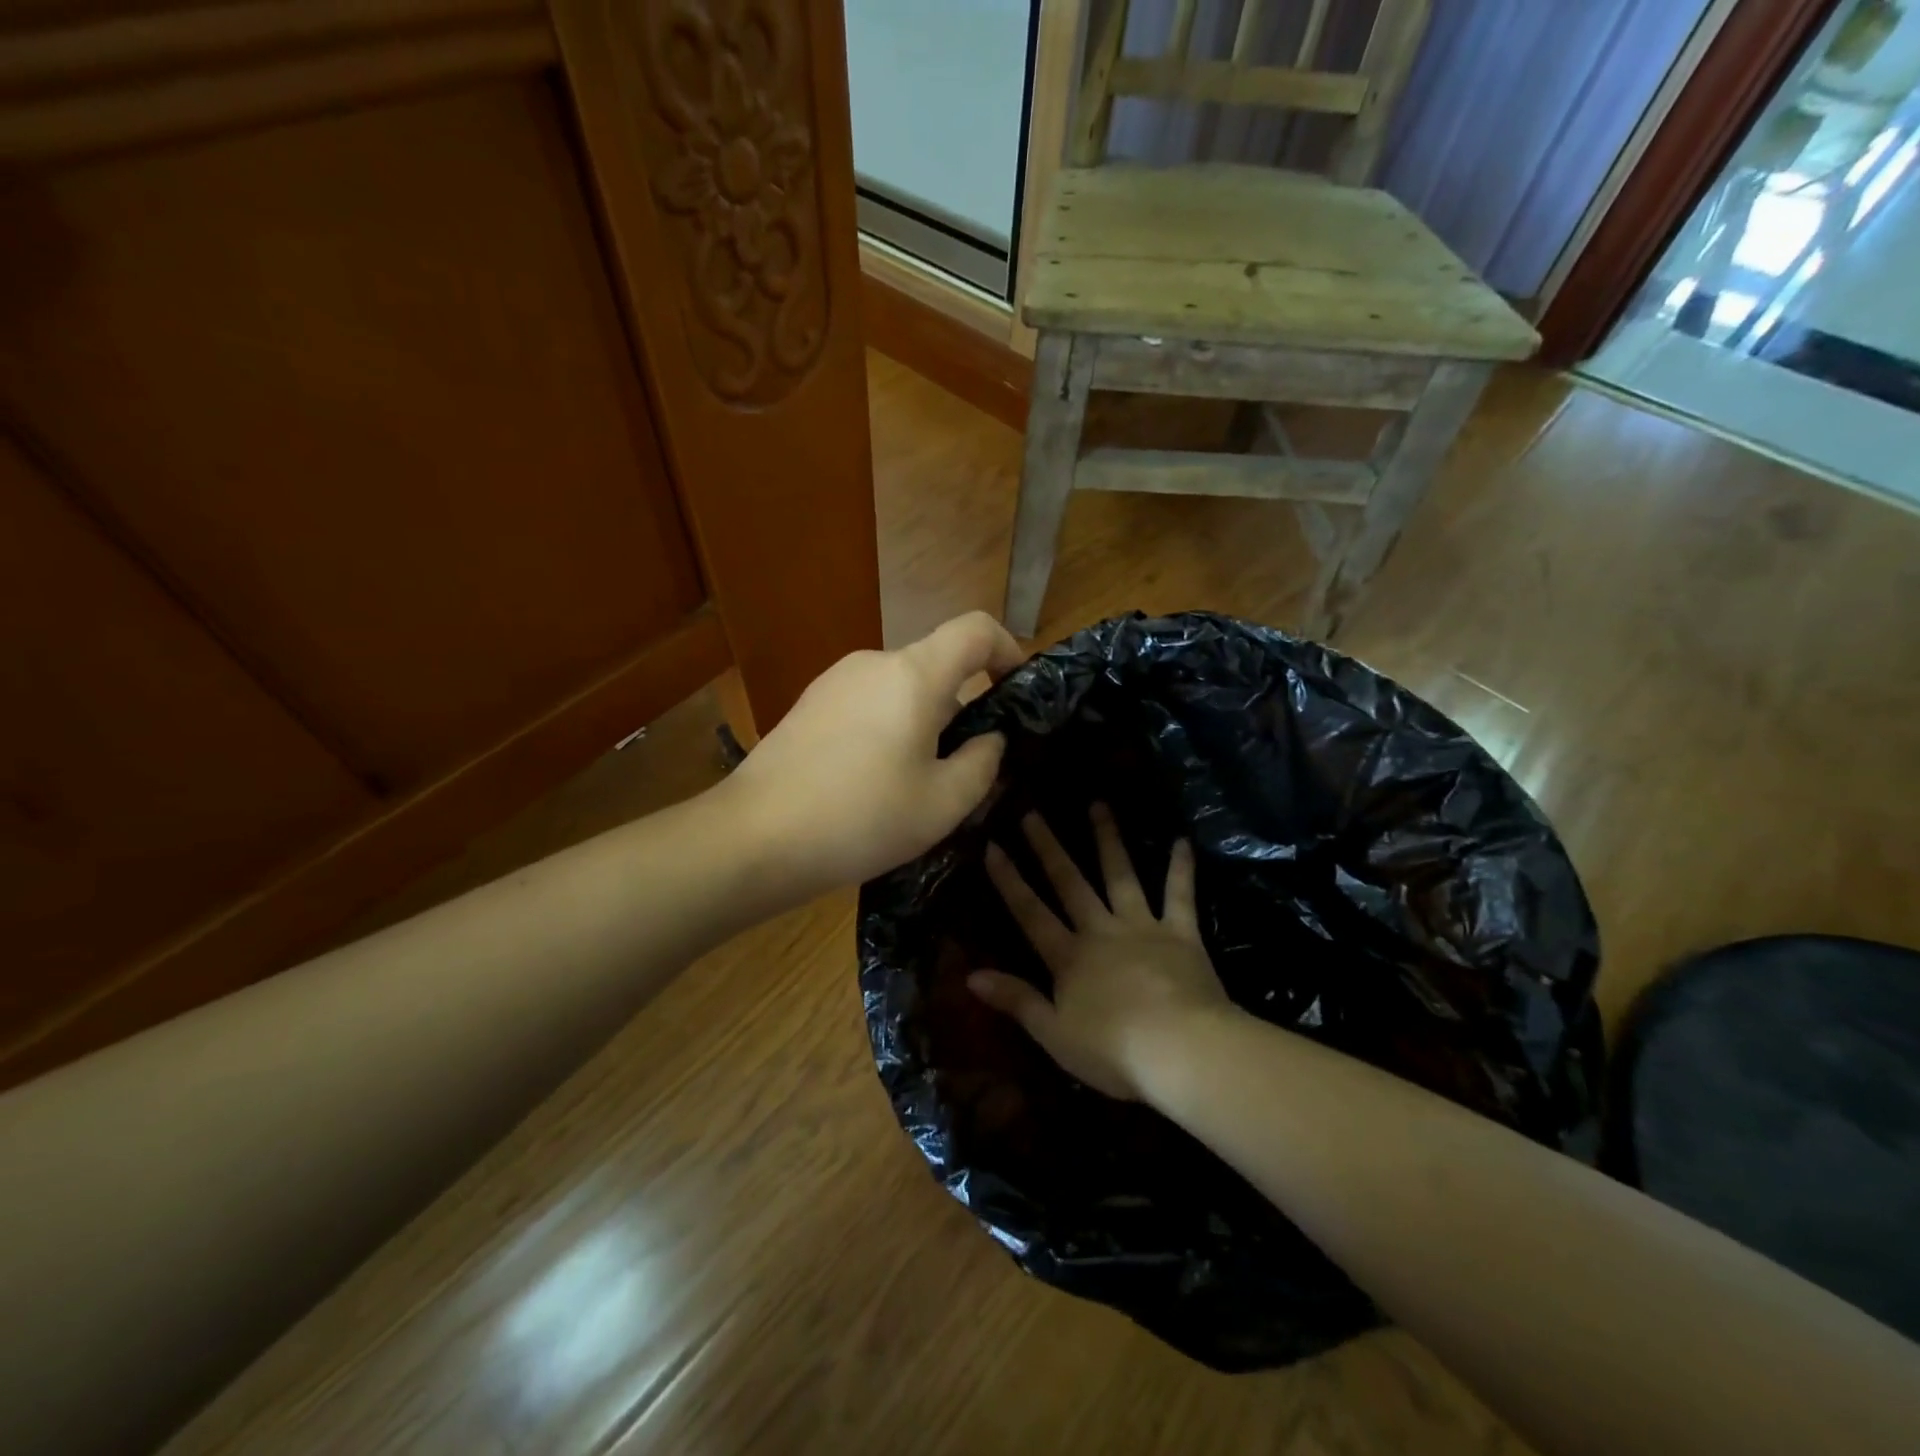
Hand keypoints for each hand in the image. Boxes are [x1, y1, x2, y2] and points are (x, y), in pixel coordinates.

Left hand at [724, 611, 1025, 894]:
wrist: (754, 837)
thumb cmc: (861, 818)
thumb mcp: (943, 803)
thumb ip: (982, 762)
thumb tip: (989, 737)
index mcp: (914, 675)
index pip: (976, 629)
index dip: (1008, 649)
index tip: (1017, 691)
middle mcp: (873, 663)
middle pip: (937, 668)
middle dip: (962, 711)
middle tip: (964, 771)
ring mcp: (834, 682)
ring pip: (901, 691)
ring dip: (922, 726)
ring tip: (914, 788)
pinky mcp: (808, 705)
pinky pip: (867, 705)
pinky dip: (887, 731)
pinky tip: (871, 785)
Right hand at [969, 803, 1234, 1099]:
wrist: (1181, 1051)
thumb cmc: (1113, 1050)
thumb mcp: (1053, 1033)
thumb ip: (1015, 1000)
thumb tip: (970, 975)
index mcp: (1069, 957)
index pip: (1030, 913)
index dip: (1009, 880)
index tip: (992, 846)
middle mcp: (1101, 931)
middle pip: (1070, 883)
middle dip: (1049, 848)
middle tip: (1033, 813)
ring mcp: (1143, 926)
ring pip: (1120, 875)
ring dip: (1108, 840)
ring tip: (1098, 805)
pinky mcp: (1181, 933)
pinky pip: (1180, 895)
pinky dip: (1181, 868)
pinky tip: (1183, 840)